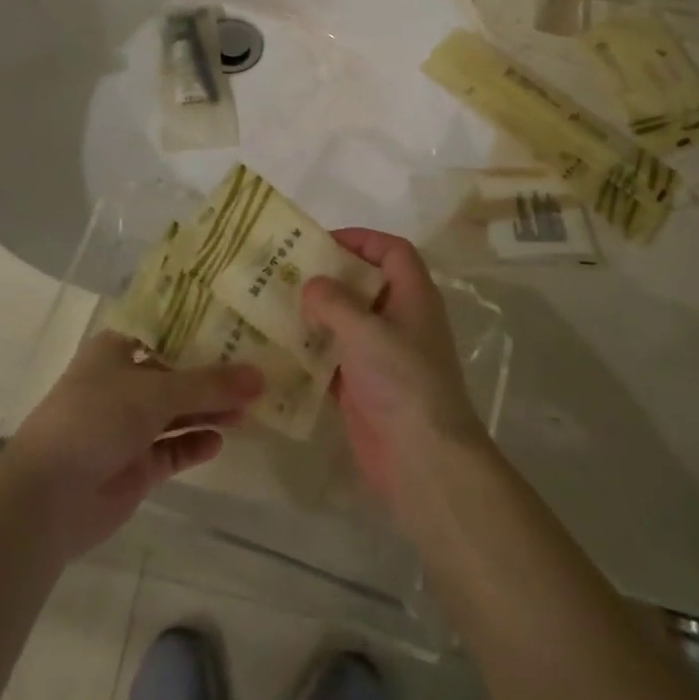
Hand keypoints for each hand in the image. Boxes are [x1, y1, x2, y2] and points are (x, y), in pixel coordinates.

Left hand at [1, 333, 262, 559]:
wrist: (48, 498)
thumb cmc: (95, 419)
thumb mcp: (155, 393)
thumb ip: (209, 385)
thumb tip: (261, 376)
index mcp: (116, 350)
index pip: (165, 332)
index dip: (200, 330)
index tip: (239, 325)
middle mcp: (123, 383)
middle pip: (176, 373)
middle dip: (213, 375)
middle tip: (258, 370)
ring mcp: (128, 427)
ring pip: (178, 413)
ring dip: (210, 410)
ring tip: (252, 407)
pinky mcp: (136, 466)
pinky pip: (173, 449)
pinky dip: (195, 444)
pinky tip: (221, 440)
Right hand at [303, 229, 490, 516]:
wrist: (423, 459)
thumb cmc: (401, 380)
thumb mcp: (365, 330)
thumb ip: (333, 301)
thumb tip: (311, 286)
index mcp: (412, 296)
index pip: (392, 251)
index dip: (362, 239)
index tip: (322, 242)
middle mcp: (399, 320)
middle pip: (364, 284)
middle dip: (329, 276)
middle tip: (287, 271)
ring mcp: (382, 355)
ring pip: (346, 321)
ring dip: (316, 313)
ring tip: (275, 303)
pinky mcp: (365, 386)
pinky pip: (334, 357)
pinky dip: (311, 350)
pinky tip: (279, 347)